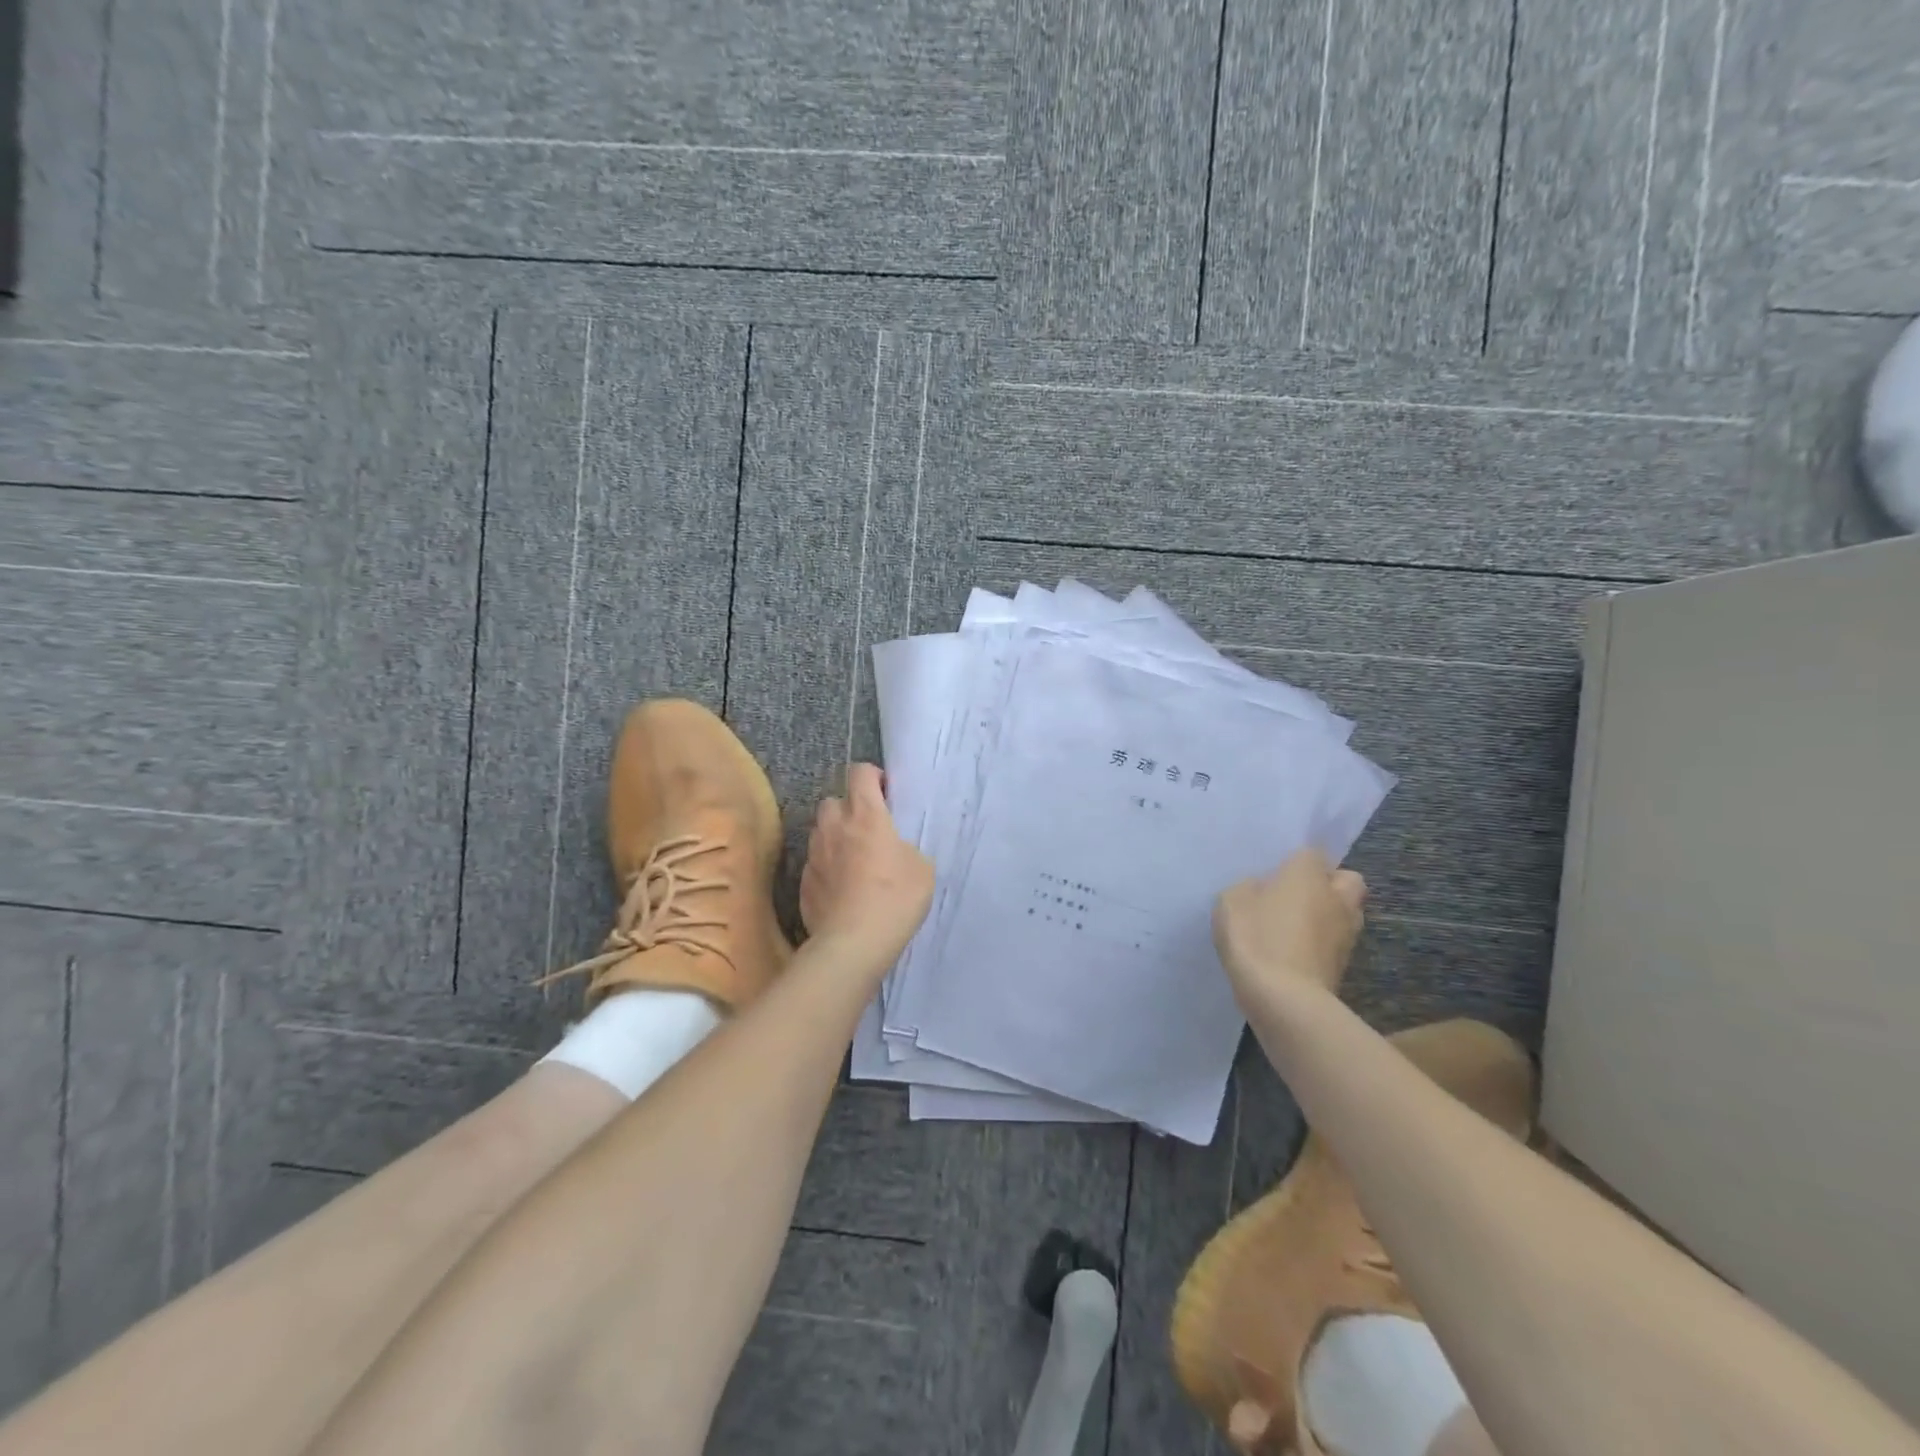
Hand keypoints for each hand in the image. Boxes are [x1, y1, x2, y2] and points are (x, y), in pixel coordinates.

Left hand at [800, 763, 934, 971]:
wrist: (853, 943)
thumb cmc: (895, 898)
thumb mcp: (921, 868)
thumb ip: (905, 848)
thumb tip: (894, 850)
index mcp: (866, 815)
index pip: (860, 773)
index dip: (872, 777)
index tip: (885, 794)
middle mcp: (834, 827)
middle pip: (833, 801)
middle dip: (848, 809)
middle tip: (867, 830)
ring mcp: (814, 855)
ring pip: (820, 832)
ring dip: (835, 838)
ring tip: (853, 861)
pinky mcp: (803, 883)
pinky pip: (815, 864)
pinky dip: (827, 868)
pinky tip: (841, 889)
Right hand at [1213, 848, 1366, 1011]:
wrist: (1284, 999)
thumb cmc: (1256, 938)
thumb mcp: (1231, 901)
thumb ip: (1248, 888)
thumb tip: (1261, 890)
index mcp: (1309, 874)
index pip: (1311, 852)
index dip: (1294, 862)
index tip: (1275, 873)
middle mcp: (1336, 897)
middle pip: (1345, 879)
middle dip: (1328, 884)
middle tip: (1296, 895)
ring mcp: (1346, 933)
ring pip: (1346, 912)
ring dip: (1329, 915)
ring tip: (1295, 926)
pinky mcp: (1344, 965)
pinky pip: (1335, 942)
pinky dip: (1321, 944)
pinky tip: (1294, 952)